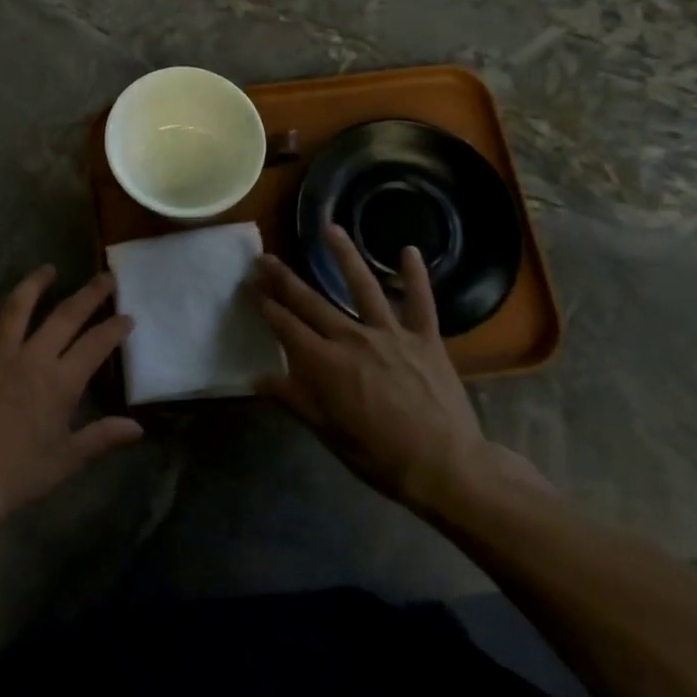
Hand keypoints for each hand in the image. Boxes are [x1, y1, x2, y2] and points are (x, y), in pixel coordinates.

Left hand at [0, 266, 143, 525]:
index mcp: (60, 382)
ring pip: (17, 308)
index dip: (114, 328)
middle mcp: (31, 358)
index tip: (127, 316)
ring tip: (48, 269)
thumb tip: (137, 427)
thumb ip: (102, 437)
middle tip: (104, 277)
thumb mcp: (66, 460)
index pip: (95, 344)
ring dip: (35, 284)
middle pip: (64, 316)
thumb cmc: (17, 475)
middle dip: (89, 294)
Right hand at [253, 225, 544, 519]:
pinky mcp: (425, 339)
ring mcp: (391, 334)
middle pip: (312, 301)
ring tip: (329, 228)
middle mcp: (353, 338)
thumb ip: (293, 399)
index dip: (266, 305)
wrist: (446, 467)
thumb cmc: (379, 456)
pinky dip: (416, 275)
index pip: (286, 326)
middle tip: (265, 258)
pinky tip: (409, 250)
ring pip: (363, 286)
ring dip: (344, 255)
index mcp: (325, 363)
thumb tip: (256, 379)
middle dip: (284, 279)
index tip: (250, 287)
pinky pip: (421, 301)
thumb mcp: (327, 433)